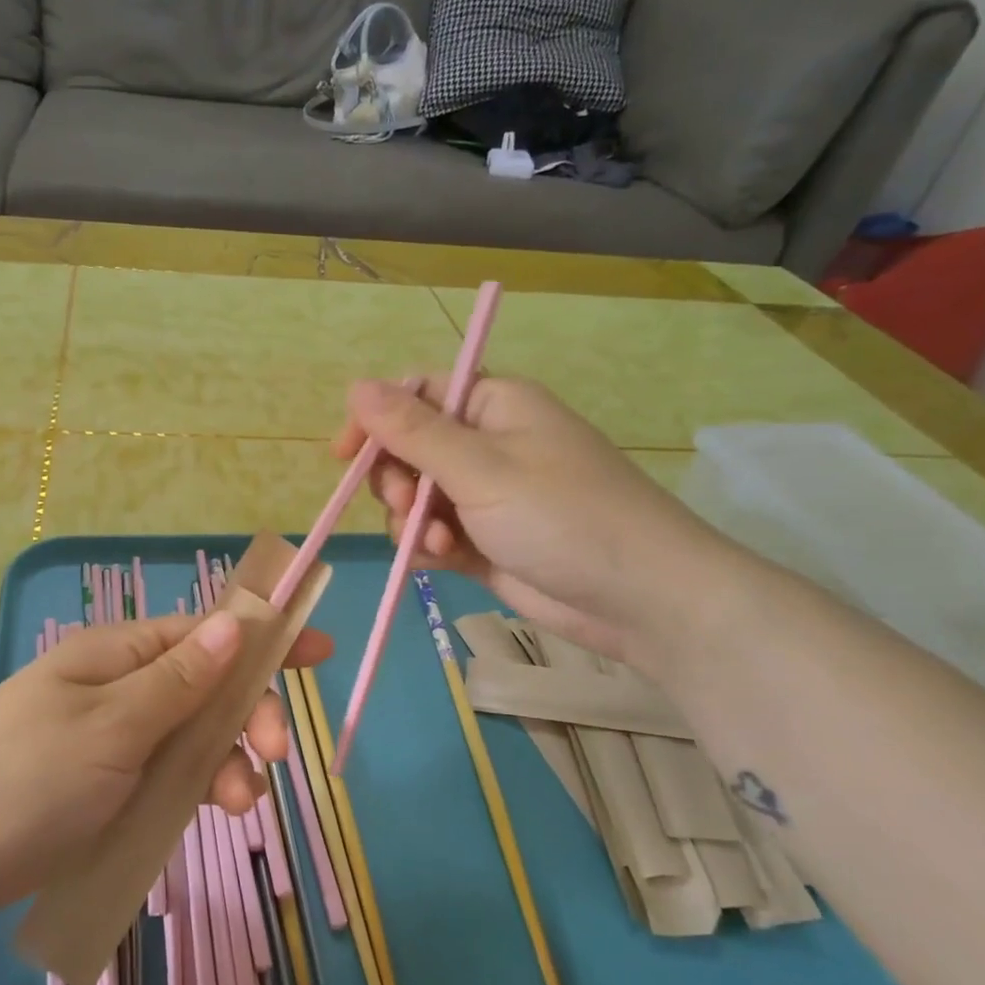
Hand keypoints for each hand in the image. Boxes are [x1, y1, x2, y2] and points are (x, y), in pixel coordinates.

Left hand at [0, 612, 332, 924]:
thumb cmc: (24, 780)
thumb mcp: (111, 727)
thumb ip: (179, 679)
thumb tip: (235, 622)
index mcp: (115, 654)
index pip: (204, 632)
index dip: (262, 638)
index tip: (318, 651)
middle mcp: (115, 687)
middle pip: (203, 687)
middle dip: (246, 715)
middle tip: (277, 756)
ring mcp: (107, 739)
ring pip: (188, 737)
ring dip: (224, 761)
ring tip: (240, 804)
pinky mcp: (99, 787)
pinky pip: (163, 775)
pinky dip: (192, 788)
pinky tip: (210, 812)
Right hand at [333, 375, 732, 670]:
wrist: (639, 598)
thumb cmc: (564, 515)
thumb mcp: (482, 468)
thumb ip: (413, 431)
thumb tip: (356, 386)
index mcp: (492, 405)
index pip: (416, 394)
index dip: (376, 420)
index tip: (345, 456)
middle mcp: (486, 444)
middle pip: (409, 448)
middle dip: (396, 481)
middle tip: (405, 506)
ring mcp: (486, 496)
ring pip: (416, 498)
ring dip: (413, 521)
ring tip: (440, 543)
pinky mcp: (485, 541)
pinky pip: (434, 534)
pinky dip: (428, 546)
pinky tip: (441, 561)